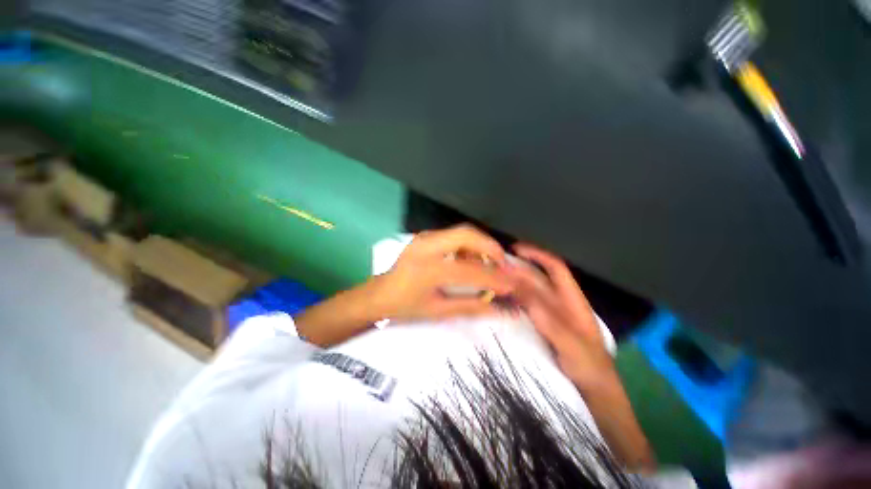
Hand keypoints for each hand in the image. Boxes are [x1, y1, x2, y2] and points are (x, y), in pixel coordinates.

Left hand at [372, 225, 512, 321]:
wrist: (381, 293)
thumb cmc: (406, 306)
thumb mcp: (438, 311)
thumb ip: (471, 307)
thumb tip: (500, 309)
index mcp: (427, 269)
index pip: (469, 270)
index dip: (493, 278)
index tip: (511, 284)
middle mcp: (426, 246)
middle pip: (467, 234)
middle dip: (491, 247)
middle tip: (502, 264)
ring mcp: (425, 237)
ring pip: (462, 231)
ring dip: (480, 244)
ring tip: (489, 264)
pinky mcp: (425, 236)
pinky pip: (454, 235)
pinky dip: (468, 244)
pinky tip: (470, 259)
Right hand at [508, 243, 616, 390]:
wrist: (595, 392)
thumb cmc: (589, 366)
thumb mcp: (569, 342)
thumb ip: (546, 317)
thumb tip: (520, 290)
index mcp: (572, 300)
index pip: (555, 268)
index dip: (537, 255)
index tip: (516, 249)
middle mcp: (560, 302)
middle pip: (538, 278)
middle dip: (519, 269)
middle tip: (495, 267)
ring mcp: (550, 314)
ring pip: (530, 291)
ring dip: (513, 283)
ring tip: (494, 279)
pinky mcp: (543, 325)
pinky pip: (525, 306)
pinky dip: (514, 299)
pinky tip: (502, 300)